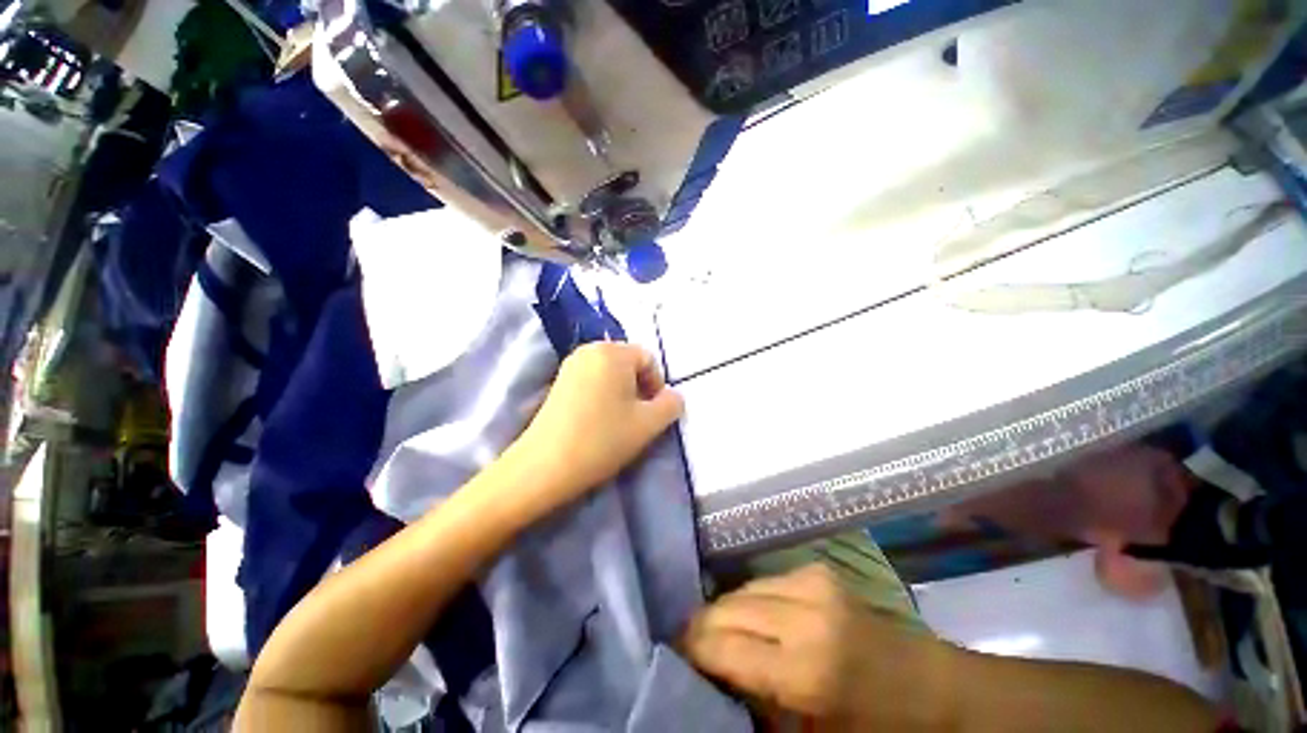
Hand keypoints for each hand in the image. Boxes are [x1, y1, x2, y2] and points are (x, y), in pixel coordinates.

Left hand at [504, 342, 683, 514]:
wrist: (545, 466)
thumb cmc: (603, 439)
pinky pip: (592, 380)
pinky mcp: (558, 381)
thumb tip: (673, 396)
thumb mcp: (649, 424)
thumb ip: (672, 405)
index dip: (657, 385)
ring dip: (622, 392)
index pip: (649, 359)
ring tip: (619, 421)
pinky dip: (603, 394)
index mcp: (613, 352)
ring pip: (610, 373)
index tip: (653, 413)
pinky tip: (598, 420)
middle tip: (638, 418)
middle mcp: (590, 349)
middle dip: (640, 387)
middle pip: (629, 363)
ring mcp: (570, 364)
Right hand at [682, 565, 956, 730]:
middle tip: (688, 645)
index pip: (723, 646)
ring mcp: (812, 584)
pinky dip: (750, 598)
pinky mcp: (817, 570)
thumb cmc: (873, 725)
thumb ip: (756, 705)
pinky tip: (750, 616)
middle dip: (702, 626)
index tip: (675, 656)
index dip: (693, 649)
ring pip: (743, 589)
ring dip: (724, 610)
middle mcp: (804, 615)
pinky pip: (765, 581)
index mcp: (805, 670)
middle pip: (728, 608)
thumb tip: (713, 677)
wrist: (929, 685)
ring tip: (715, 631)